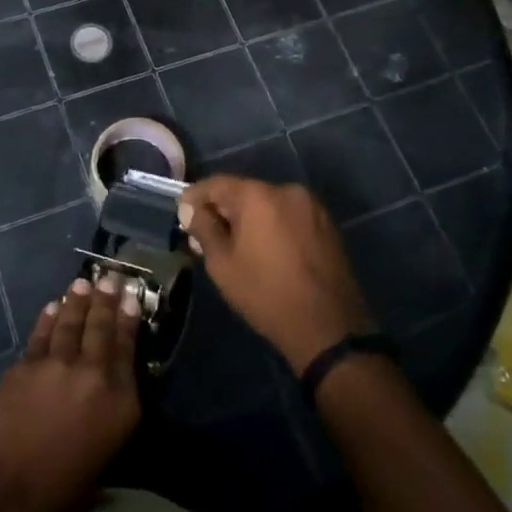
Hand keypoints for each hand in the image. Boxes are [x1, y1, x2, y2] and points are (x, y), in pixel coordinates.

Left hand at [0, 275, 141, 511]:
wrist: (4, 491)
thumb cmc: (59, 496)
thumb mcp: (103, 460)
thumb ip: (109, 421)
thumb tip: (105, 401)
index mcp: (120, 403)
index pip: (128, 350)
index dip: (130, 321)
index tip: (132, 299)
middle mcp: (94, 375)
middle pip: (102, 328)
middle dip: (107, 300)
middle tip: (110, 277)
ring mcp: (58, 365)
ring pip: (71, 323)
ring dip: (77, 301)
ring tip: (83, 284)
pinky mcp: (27, 365)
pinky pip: (42, 334)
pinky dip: (49, 318)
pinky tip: (53, 307)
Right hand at [178, 176, 373, 373]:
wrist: (329, 327)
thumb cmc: (266, 294)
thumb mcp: (223, 265)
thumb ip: (204, 229)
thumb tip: (190, 209)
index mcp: (258, 196)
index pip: (217, 184)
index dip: (196, 197)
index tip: (183, 214)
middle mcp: (286, 190)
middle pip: (244, 192)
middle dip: (224, 210)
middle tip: (207, 235)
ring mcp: (311, 206)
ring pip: (269, 204)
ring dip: (251, 218)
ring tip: (239, 246)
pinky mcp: (327, 224)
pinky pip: (290, 216)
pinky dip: (274, 226)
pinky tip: (268, 250)